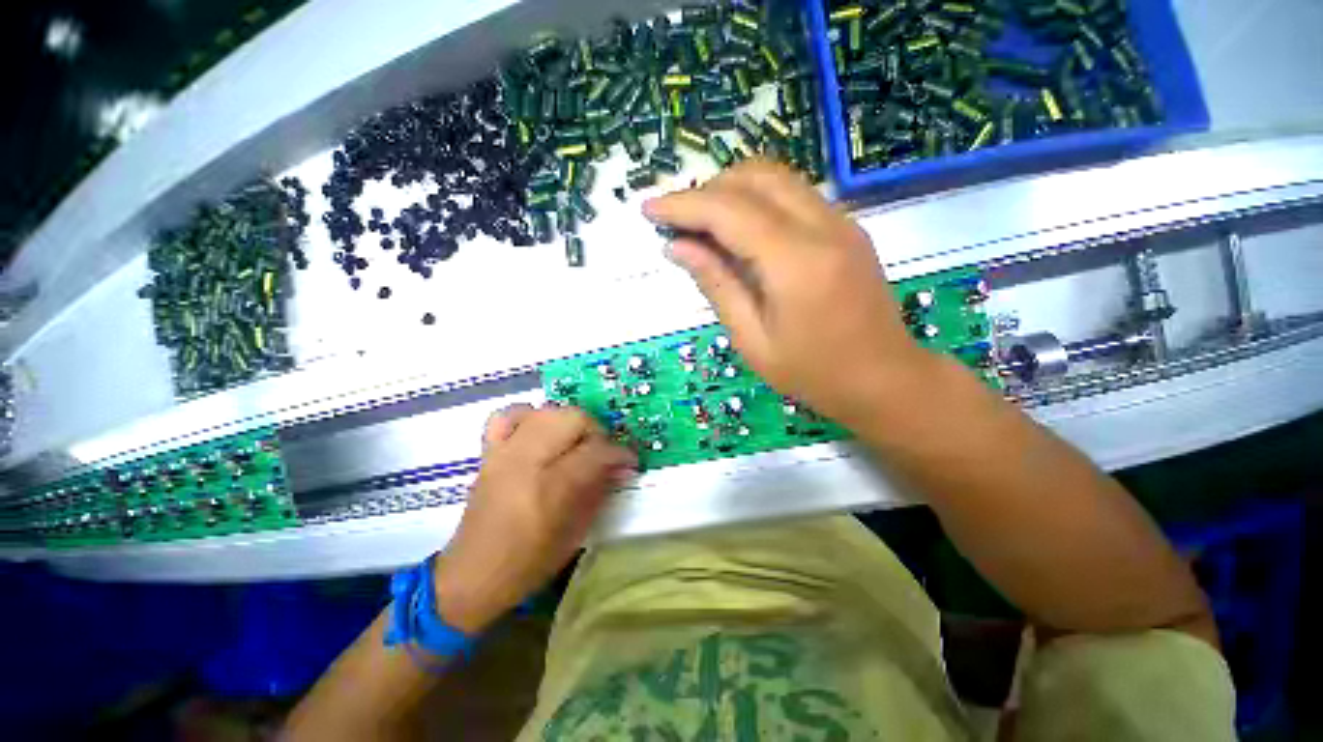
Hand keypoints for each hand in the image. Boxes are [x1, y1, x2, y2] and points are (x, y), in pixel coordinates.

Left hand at [432, 405, 635, 633]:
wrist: (473, 574)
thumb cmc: (530, 562)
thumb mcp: (576, 532)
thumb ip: (600, 490)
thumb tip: (621, 466)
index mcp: (550, 488)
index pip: (596, 450)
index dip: (620, 452)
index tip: (629, 461)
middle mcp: (526, 461)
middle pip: (573, 417)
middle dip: (595, 431)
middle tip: (600, 453)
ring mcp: (504, 452)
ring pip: (547, 411)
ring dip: (568, 422)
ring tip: (573, 444)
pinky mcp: (489, 452)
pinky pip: (509, 415)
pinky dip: (529, 416)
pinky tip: (538, 432)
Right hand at [643, 160, 928, 427]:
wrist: (885, 378)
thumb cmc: (813, 373)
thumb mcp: (752, 340)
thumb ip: (716, 285)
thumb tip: (678, 247)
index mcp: (795, 262)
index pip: (728, 210)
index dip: (683, 205)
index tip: (649, 210)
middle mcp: (822, 226)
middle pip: (754, 177)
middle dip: (707, 191)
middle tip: (678, 223)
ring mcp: (841, 222)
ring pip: (777, 178)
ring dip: (732, 191)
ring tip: (704, 226)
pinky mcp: (847, 228)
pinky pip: (794, 195)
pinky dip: (758, 201)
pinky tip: (741, 233)